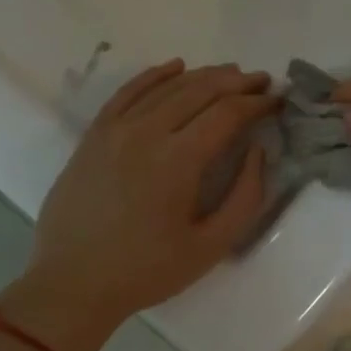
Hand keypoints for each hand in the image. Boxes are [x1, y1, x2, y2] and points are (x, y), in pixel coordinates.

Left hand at [8, 61, 278, 350]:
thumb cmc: (147, 271)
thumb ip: (245, 197)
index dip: (257, 103)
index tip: (277, 100)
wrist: (73, 283)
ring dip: (203, 75)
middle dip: (237, 82)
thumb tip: (257, 151)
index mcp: (178, 160)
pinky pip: (128, 92)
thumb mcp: (211, 246)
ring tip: (230, 74)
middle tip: (262, 80)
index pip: (227, 113)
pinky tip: (175, 68)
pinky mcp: (94, 135)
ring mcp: (115, 130)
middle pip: (200, 90)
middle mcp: (146, 132)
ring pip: (166, 87)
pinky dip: (154, 75)